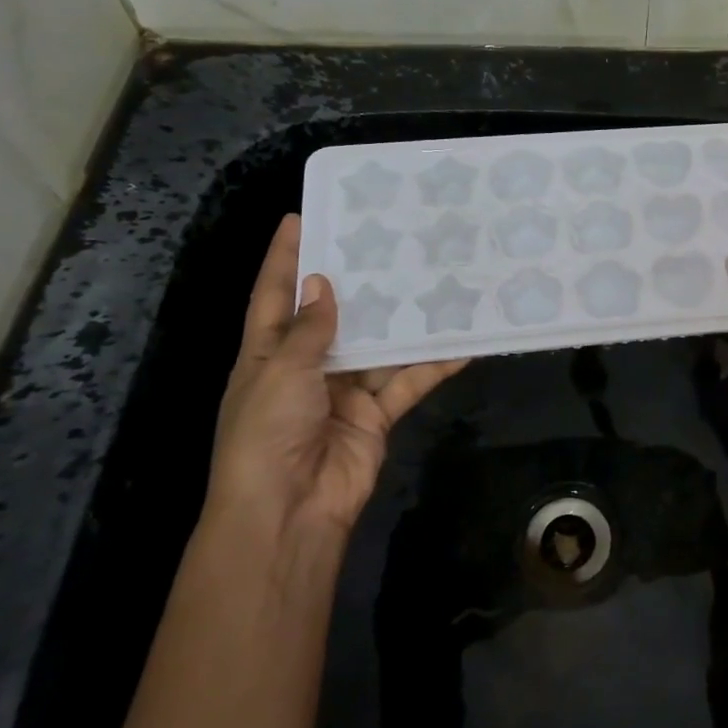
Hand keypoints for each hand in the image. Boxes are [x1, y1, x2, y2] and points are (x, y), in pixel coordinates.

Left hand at [206, 214, 466, 546]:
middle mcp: (305, 366)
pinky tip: (462, 344)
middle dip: (356, 282)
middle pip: (333, 315)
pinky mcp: (376, 414)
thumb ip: (309, 331)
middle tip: (387, 241)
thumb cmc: (267, 433)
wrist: (289, 510)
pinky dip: (433, 366)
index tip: (301, 217)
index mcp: (266, 353)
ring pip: (378, 346)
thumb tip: (323, 285)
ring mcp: (343, 391)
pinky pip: (407, 382)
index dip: (284, 257)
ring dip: (403, 322)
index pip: (274, 295)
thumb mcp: (281, 373)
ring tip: (433, 281)